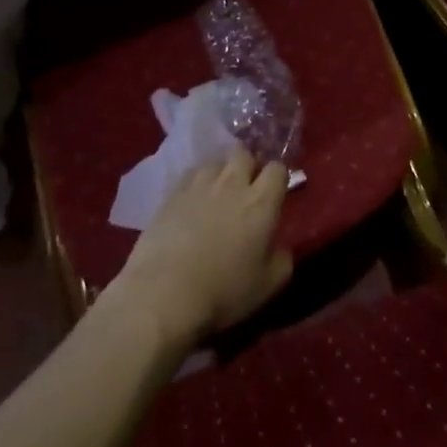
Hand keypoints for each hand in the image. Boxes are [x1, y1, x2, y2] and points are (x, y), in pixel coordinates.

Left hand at [107, 150, 292, 344]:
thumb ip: (282, 260)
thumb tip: (281, 247)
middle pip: (245, 154)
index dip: (278, 178)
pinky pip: (191, 173)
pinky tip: (193, 201)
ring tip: (218, 194)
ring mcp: (200, 184)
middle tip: (246, 189)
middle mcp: (232, 183)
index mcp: (261, 203)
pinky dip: (197, 182)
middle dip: (249, 166)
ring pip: (217, 161)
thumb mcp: (267, 286)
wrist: (164, 293)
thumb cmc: (223, 292)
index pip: (277, 169)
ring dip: (222, 173)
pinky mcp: (173, 192)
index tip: (275, 194)